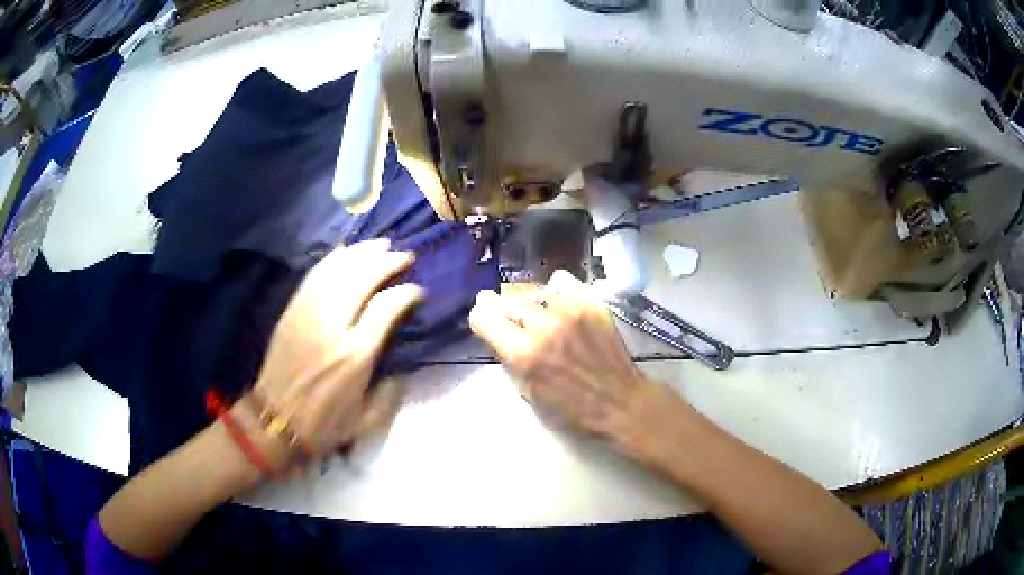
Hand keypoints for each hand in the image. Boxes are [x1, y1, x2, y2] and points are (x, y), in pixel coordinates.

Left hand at [250, 239, 423, 467]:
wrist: (274, 421)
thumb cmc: (323, 425)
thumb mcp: (366, 421)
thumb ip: (390, 394)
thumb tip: (402, 368)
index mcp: (355, 356)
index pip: (386, 308)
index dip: (406, 293)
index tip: (418, 290)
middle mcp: (332, 327)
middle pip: (362, 279)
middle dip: (387, 262)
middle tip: (404, 255)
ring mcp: (308, 315)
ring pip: (337, 270)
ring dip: (361, 253)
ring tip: (380, 245)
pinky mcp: (292, 311)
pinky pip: (314, 276)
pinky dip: (333, 259)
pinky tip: (346, 251)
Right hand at [468, 271, 686, 460]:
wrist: (620, 400)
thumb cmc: (572, 407)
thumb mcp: (527, 391)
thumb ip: (508, 357)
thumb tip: (494, 329)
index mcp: (524, 354)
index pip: (483, 317)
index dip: (481, 320)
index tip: (487, 324)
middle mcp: (544, 325)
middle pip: (505, 300)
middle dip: (501, 309)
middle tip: (508, 319)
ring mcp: (570, 310)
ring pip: (531, 289)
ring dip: (527, 301)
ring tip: (536, 314)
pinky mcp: (591, 302)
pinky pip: (560, 281)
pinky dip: (554, 291)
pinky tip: (558, 304)